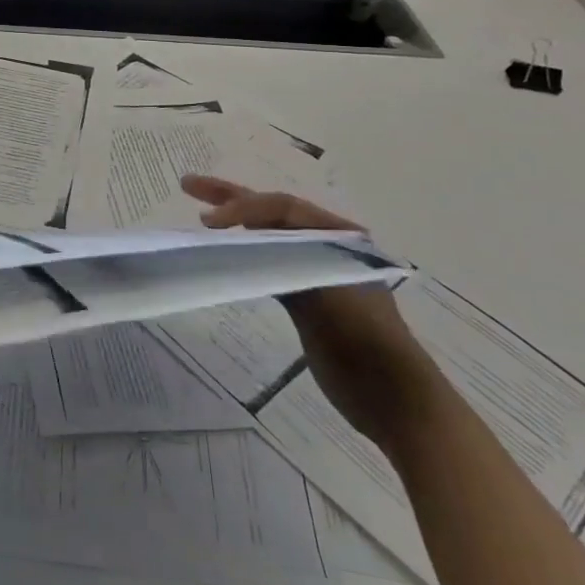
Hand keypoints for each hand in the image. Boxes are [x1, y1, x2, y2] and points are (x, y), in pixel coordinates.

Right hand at [180, 174, 440, 449]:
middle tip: (189, 185)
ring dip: (235, 222)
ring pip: (268, 235)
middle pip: (272, 212)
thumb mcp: (328, 296)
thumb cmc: (366, 343)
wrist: (395, 399)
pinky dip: (244, 252)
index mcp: (339, 238)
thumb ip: (289, 262)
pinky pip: (269, 262)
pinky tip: (225, 251)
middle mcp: (327, 246)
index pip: (281, 208)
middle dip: (232, 197)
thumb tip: (243, 237)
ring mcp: (315, 271)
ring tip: (201, 212)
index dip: (242, 207)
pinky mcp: (305, 298)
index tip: (207, 222)